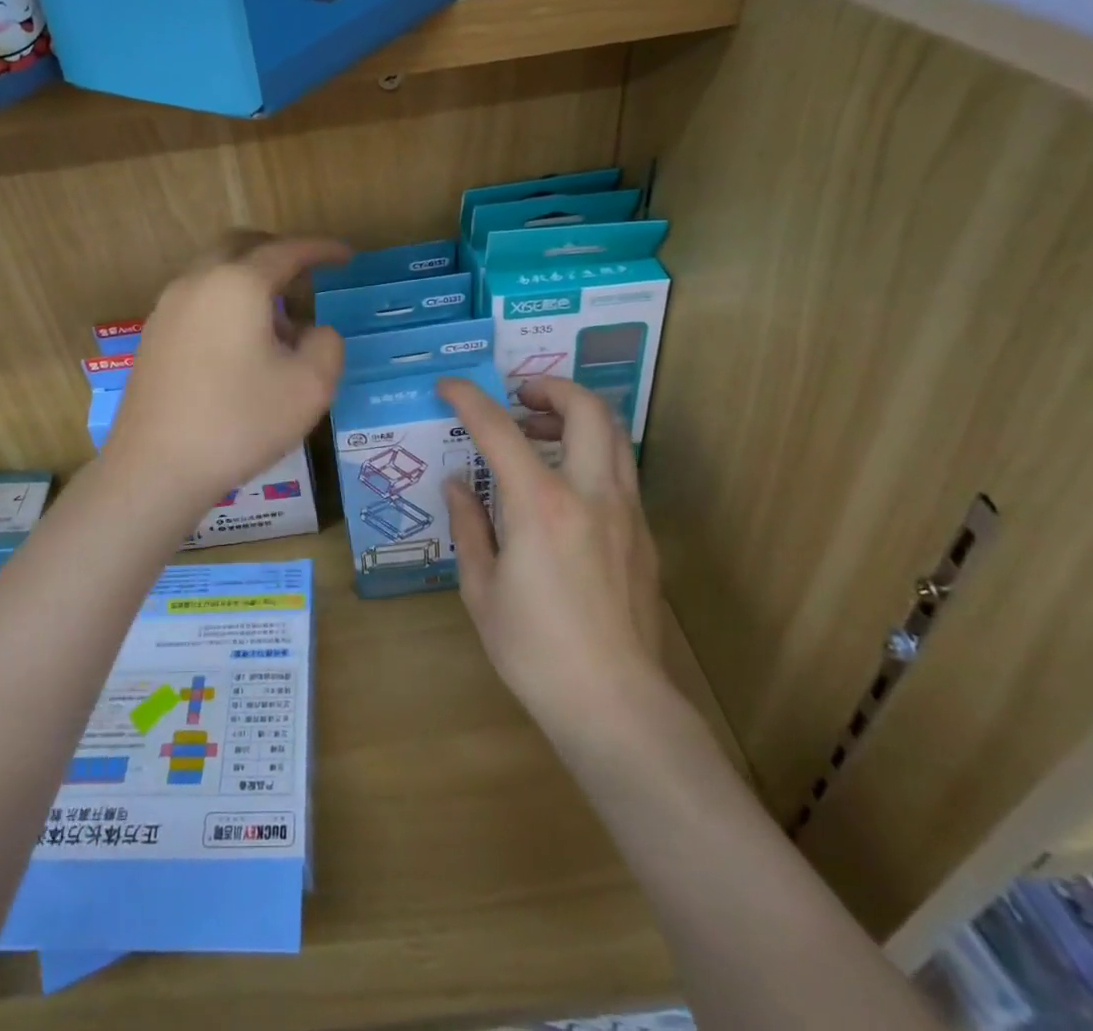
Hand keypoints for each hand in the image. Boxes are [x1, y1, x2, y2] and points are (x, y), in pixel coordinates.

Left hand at [103, 234, 348, 517]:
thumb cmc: (239, 423)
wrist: (156, 467)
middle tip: (306, 271)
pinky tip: (240, 346)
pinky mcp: (152, 337)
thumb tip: (310, 331)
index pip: (287, 251)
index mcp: (238, 284)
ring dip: (249, 280)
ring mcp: (167, 309)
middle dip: (277, 250)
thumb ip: (326, 344)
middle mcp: (197, 283)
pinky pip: (196, 300)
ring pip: (214, 273)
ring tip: (278, 320)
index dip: (321, 249)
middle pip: (240, 246)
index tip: (346, 255)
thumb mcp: (310, 386)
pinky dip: (225, 302)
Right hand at [439, 375, 674, 752]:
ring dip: (576, 417)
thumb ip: (469, 526)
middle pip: (586, 408)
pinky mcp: (644, 535)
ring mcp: (626, 512)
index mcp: (541, 505)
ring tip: (539, 435)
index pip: (499, 429)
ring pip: (613, 434)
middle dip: (550, 387)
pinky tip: (563, 487)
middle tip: (518, 399)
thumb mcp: (482, 589)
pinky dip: (590, 454)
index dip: (469, 398)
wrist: (616, 705)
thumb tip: (458, 485)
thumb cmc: (535, 651)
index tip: (448, 386)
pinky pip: (620, 470)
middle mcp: (590, 493)